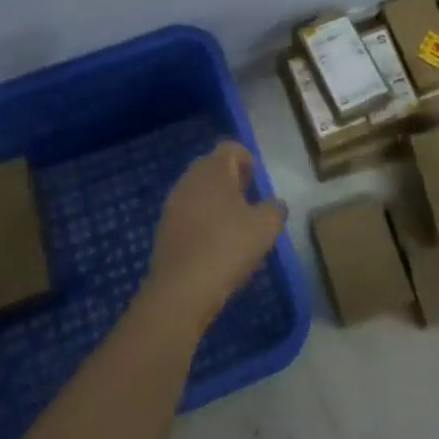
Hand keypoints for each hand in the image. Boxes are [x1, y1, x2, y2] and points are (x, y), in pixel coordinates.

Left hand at [144, 142, 286, 335]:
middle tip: (248, 204)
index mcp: (214, 169)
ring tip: (232, 229)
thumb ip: (275, 209)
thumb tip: (275, 205)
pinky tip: (212, 247)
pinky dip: (201, 223)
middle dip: (231, 181)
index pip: (231, 148)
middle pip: (212, 168)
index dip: (247, 161)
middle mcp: (190, 178)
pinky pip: (187, 214)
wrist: (181, 289)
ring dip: (215, 203)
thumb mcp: (266, 227)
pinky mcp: (163, 229)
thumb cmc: (228, 247)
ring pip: (198, 192)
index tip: (256, 184)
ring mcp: (173, 203)